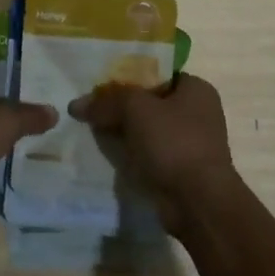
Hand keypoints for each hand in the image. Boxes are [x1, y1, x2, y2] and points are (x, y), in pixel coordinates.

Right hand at [70, 73, 238, 231]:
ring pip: (147, 129)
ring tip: (91, 129)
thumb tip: (76, 104)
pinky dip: (131, 154)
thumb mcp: (135, 109)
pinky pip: (149, 153)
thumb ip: (107, 101)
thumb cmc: (173, 142)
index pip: (157, 73)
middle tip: (91, 107)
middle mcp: (197, 113)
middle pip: (150, 102)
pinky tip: (106, 153)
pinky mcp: (180, 170)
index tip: (100, 83)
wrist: (197, 202)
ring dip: (124, 131)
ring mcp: (190, 143)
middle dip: (121, 106)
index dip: (128, 75)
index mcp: (196, 89)